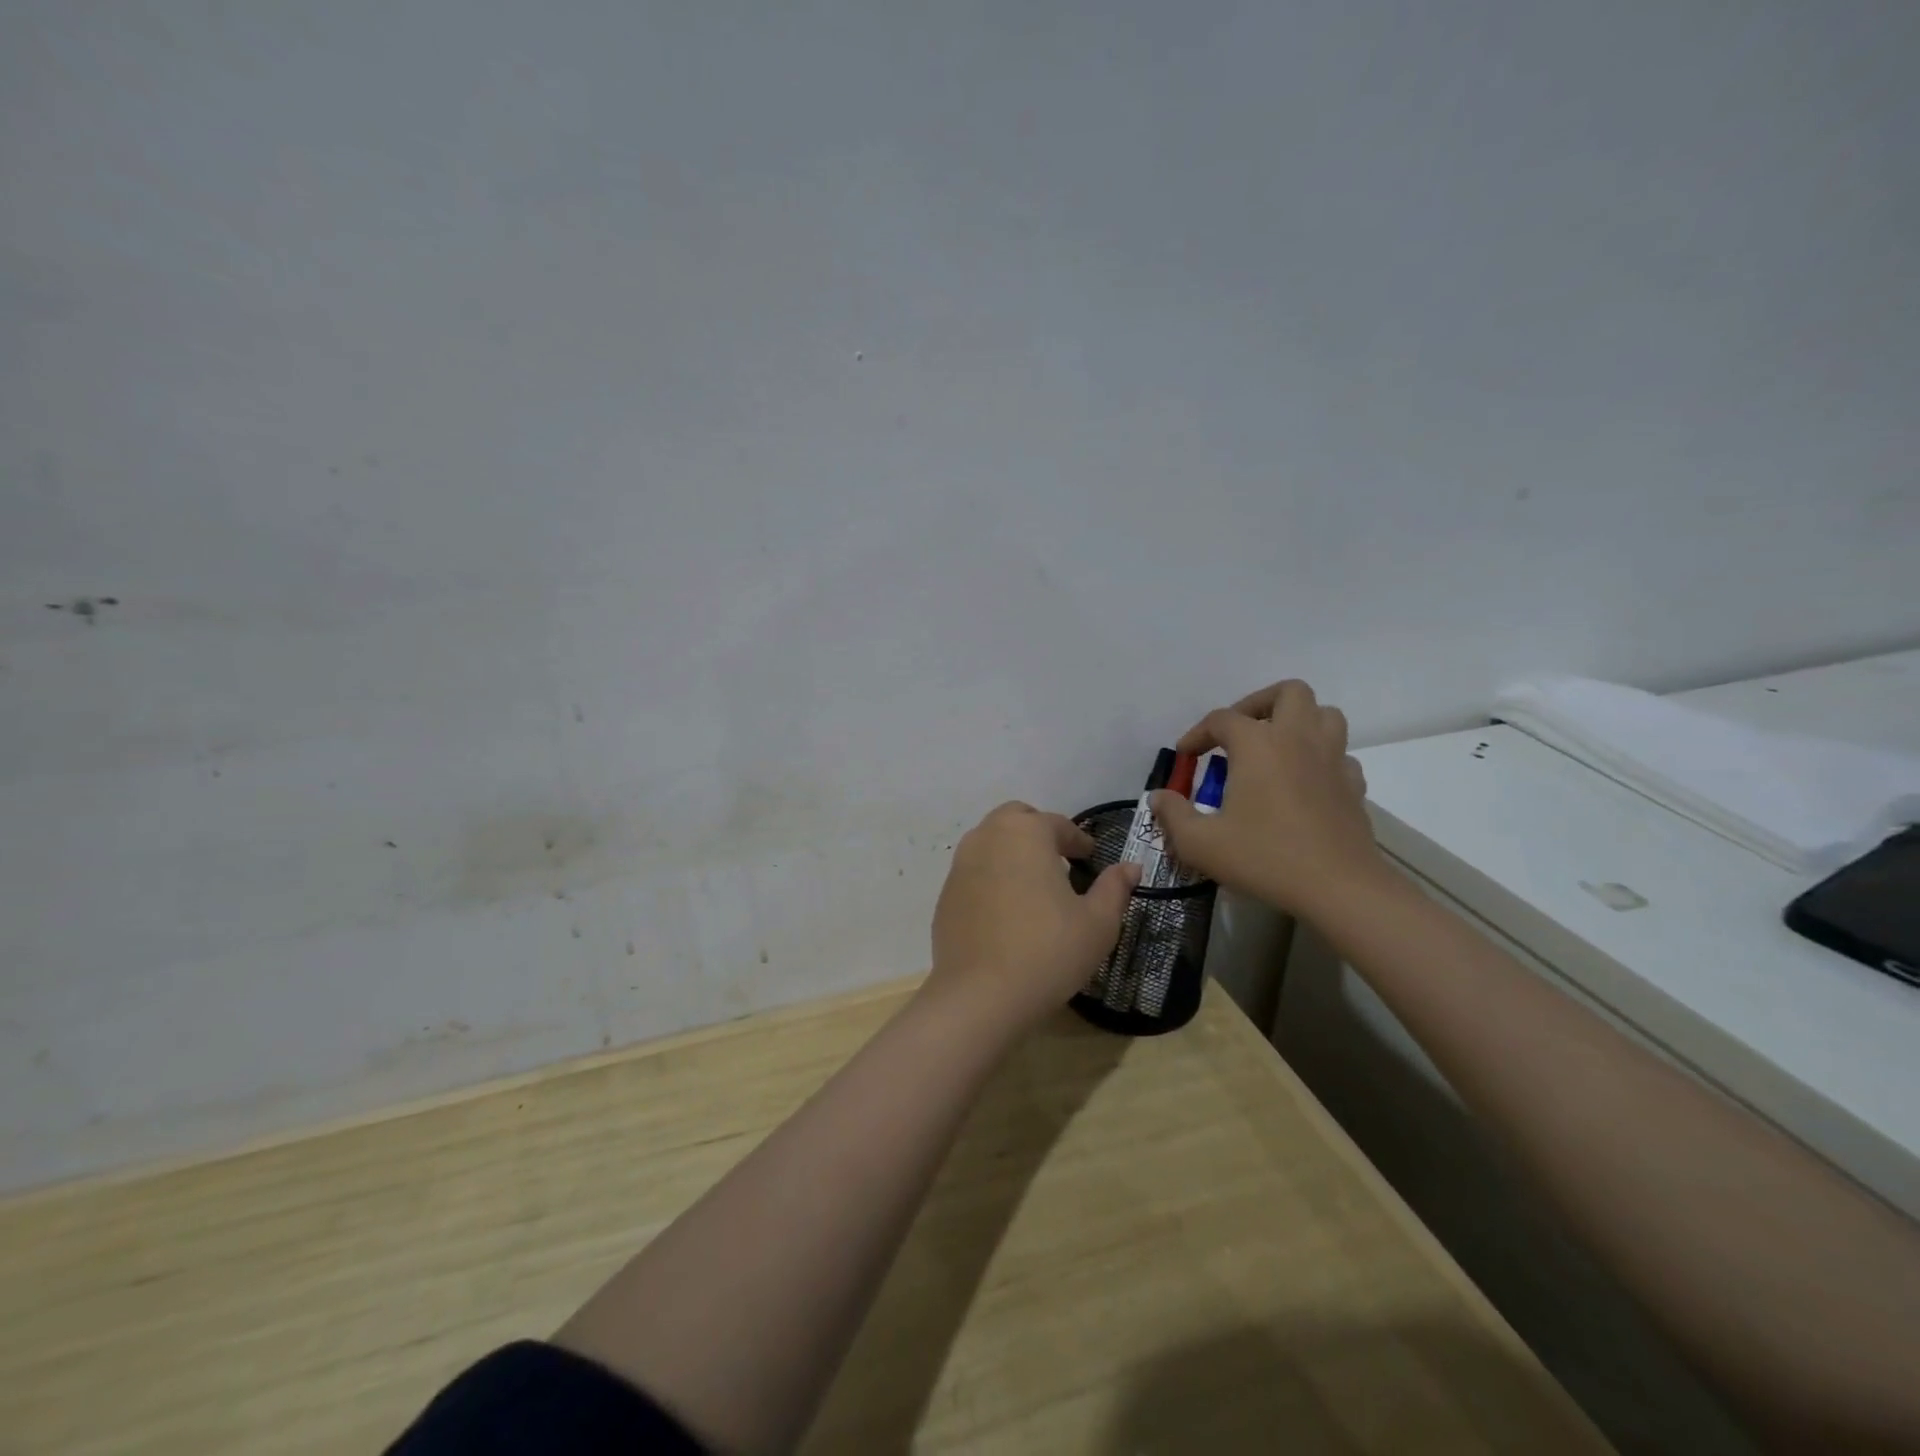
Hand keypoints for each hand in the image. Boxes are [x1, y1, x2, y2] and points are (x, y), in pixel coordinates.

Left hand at [927, 802, 1139, 1036]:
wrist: (980, 996)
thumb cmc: (1048, 952)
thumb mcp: (1098, 923)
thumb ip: (1114, 888)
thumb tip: (1130, 867)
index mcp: (1026, 833)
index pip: (1057, 823)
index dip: (1078, 839)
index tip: (1090, 856)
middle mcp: (988, 837)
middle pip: (1016, 819)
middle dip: (1039, 832)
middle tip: (1060, 860)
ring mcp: (961, 864)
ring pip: (990, 842)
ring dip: (1012, 851)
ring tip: (1033, 883)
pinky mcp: (946, 894)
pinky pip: (974, 872)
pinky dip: (992, 877)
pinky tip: (1006, 910)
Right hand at [1150, 680, 1388, 917]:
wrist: (1339, 888)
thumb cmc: (1264, 857)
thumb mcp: (1200, 842)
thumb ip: (1173, 815)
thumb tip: (1158, 797)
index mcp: (1258, 744)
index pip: (1221, 719)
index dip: (1197, 733)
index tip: (1185, 756)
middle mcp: (1298, 739)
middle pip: (1288, 693)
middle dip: (1258, 704)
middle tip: (1238, 733)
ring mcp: (1333, 759)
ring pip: (1324, 715)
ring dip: (1297, 722)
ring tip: (1274, 748)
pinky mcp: (1354, 785)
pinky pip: (1339, 754)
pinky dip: (1319, 758)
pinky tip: (1303, 782)